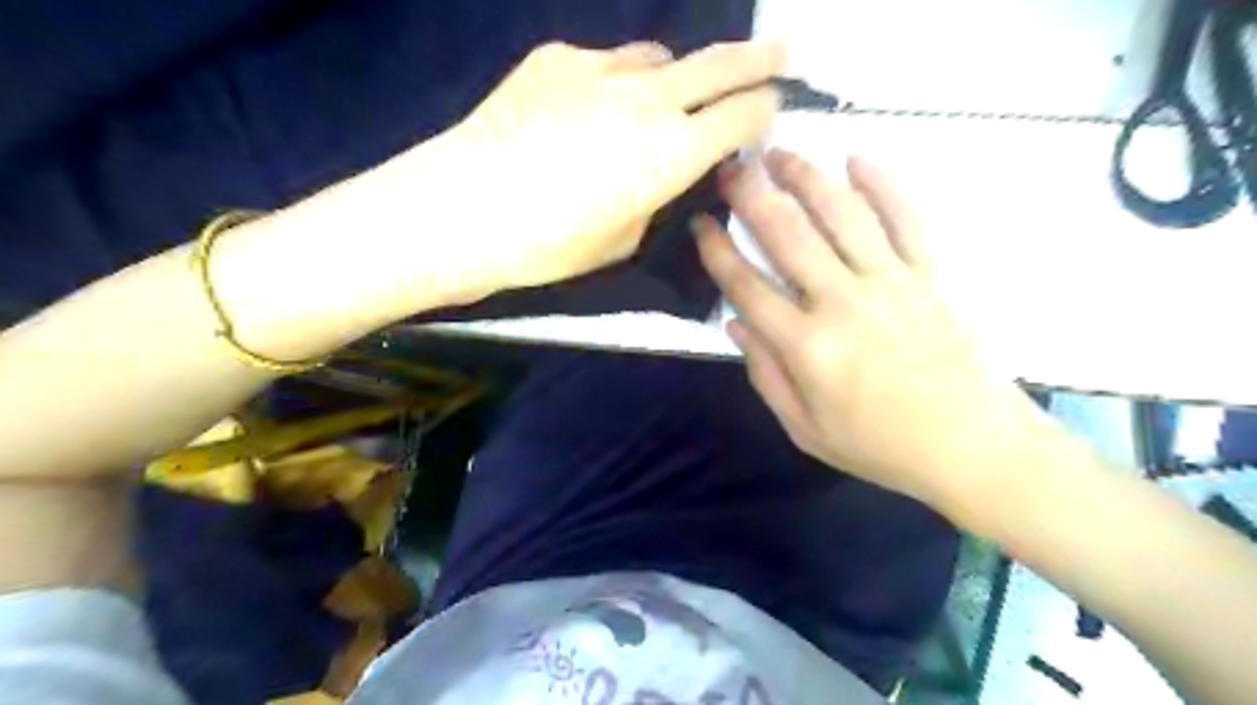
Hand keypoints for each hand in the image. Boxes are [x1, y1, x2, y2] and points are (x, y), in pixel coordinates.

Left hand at [432, 39, 781, 297]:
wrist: (462, 208)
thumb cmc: (548, 245)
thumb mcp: (622, 240)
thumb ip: (654, 196)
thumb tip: (662, 171)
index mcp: (673, 152)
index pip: (743, 115)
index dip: (765, 111)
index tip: (771, 111)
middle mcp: (649, 98)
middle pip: (720, 64)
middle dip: (758, 59)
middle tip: (780, 51)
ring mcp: (601, 68)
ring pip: (659, 58)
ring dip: (673, 76)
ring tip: (660, 100)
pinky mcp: (557, 57)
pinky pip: (604, 61)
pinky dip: (613, 80)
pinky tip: (586, 110)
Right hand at [697, 151, 1042, 504]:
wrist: (970, 445)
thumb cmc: (879, 444)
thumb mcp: (804, 429)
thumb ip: (765, 374)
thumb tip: (736, 323)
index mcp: (807, 347)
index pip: (747, 286)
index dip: (717, 251)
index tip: (700, 223)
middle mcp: (843, 302)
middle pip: (788, 235)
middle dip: (752, 196)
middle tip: (731, 167)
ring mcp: (891, 282)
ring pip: (842, 214)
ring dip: (807, 177)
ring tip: (780, 152)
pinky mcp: (930, 275)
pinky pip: (906, 218)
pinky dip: (884, 184)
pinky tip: (858, 158)